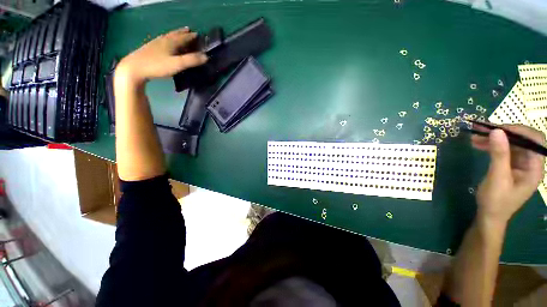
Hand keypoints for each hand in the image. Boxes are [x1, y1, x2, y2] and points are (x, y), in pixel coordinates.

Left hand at [116, 27, 206, 85]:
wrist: (134, 68)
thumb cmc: (157, 66)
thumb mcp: (177, 64)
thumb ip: (192, 60)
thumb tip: (206, 57)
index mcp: (170, 42)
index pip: (183, 37)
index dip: (191, 36)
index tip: (198, 34)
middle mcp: (163, 40)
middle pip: (175, 34)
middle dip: (182, 33)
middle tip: (188, 30)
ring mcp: (155, 44)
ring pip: (167, 37)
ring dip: (174, 35)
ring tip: (178, 34)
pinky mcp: (149, 50)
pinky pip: (161, 41)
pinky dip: (166, 40)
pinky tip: (164, 43)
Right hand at [471, 125, 544, 223]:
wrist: (489, 215)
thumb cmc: (496, 200)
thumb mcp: (497, 178)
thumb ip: (499, 154)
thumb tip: (496, 131)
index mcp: (535, 168)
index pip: (535, 141)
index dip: (520, 131)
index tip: (498, 128)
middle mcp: (531, 163)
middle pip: (522, 140)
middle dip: (503, 133)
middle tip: (482, 129)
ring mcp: (520, 164)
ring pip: (511, 143)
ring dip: (494, 138)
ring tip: (475, 135)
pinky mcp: (510, 165)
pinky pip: (503, 150)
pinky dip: (491, 145)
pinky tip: (478, 143)